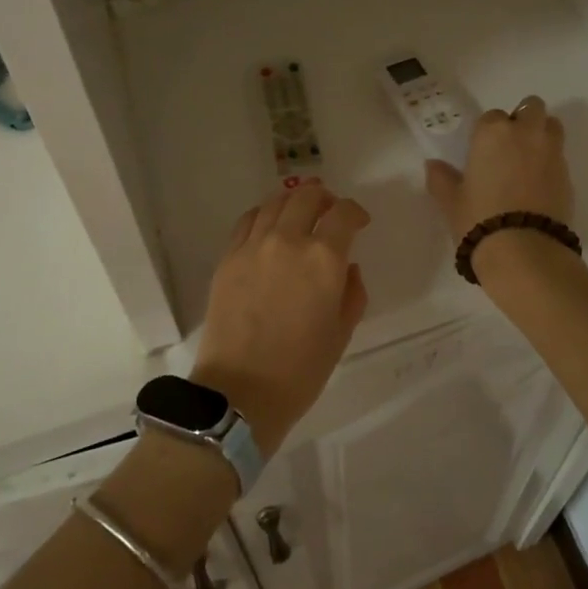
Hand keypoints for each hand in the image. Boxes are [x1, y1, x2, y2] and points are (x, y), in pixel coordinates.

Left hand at [191, 181, 369, 451]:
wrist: (240, 392)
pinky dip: (264, 215)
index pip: (343, 214)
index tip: (359, 221)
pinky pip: (248, 220)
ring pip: (275, 203)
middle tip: (330, 209)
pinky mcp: (228, 257)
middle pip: (306, 196)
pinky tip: (269, 226)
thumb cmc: (300, 369)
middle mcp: (288, 241)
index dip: (355, 212)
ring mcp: (253, 246)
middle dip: (324, 197)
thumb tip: (347, 267)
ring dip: (293, 200)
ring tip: (300, 211)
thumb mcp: (341, 333)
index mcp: (323, 259)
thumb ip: (352, 292)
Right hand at [425, 95, 574, 248]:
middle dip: (523, 119)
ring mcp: (552, 153)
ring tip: (529, 160)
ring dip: (542, 134)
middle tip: (511, 145)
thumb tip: (433, 165)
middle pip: (532, 107)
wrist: (524, 250)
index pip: (492, 116)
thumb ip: (441, 178)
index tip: (483, 151)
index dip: (487, 132)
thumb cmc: (479, 218)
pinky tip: (538, 186)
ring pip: (552, 126)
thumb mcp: (451, 200)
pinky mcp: (569, 175)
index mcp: (493, 132)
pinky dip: (551, 162)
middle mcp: (526, 134)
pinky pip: (560, 156)